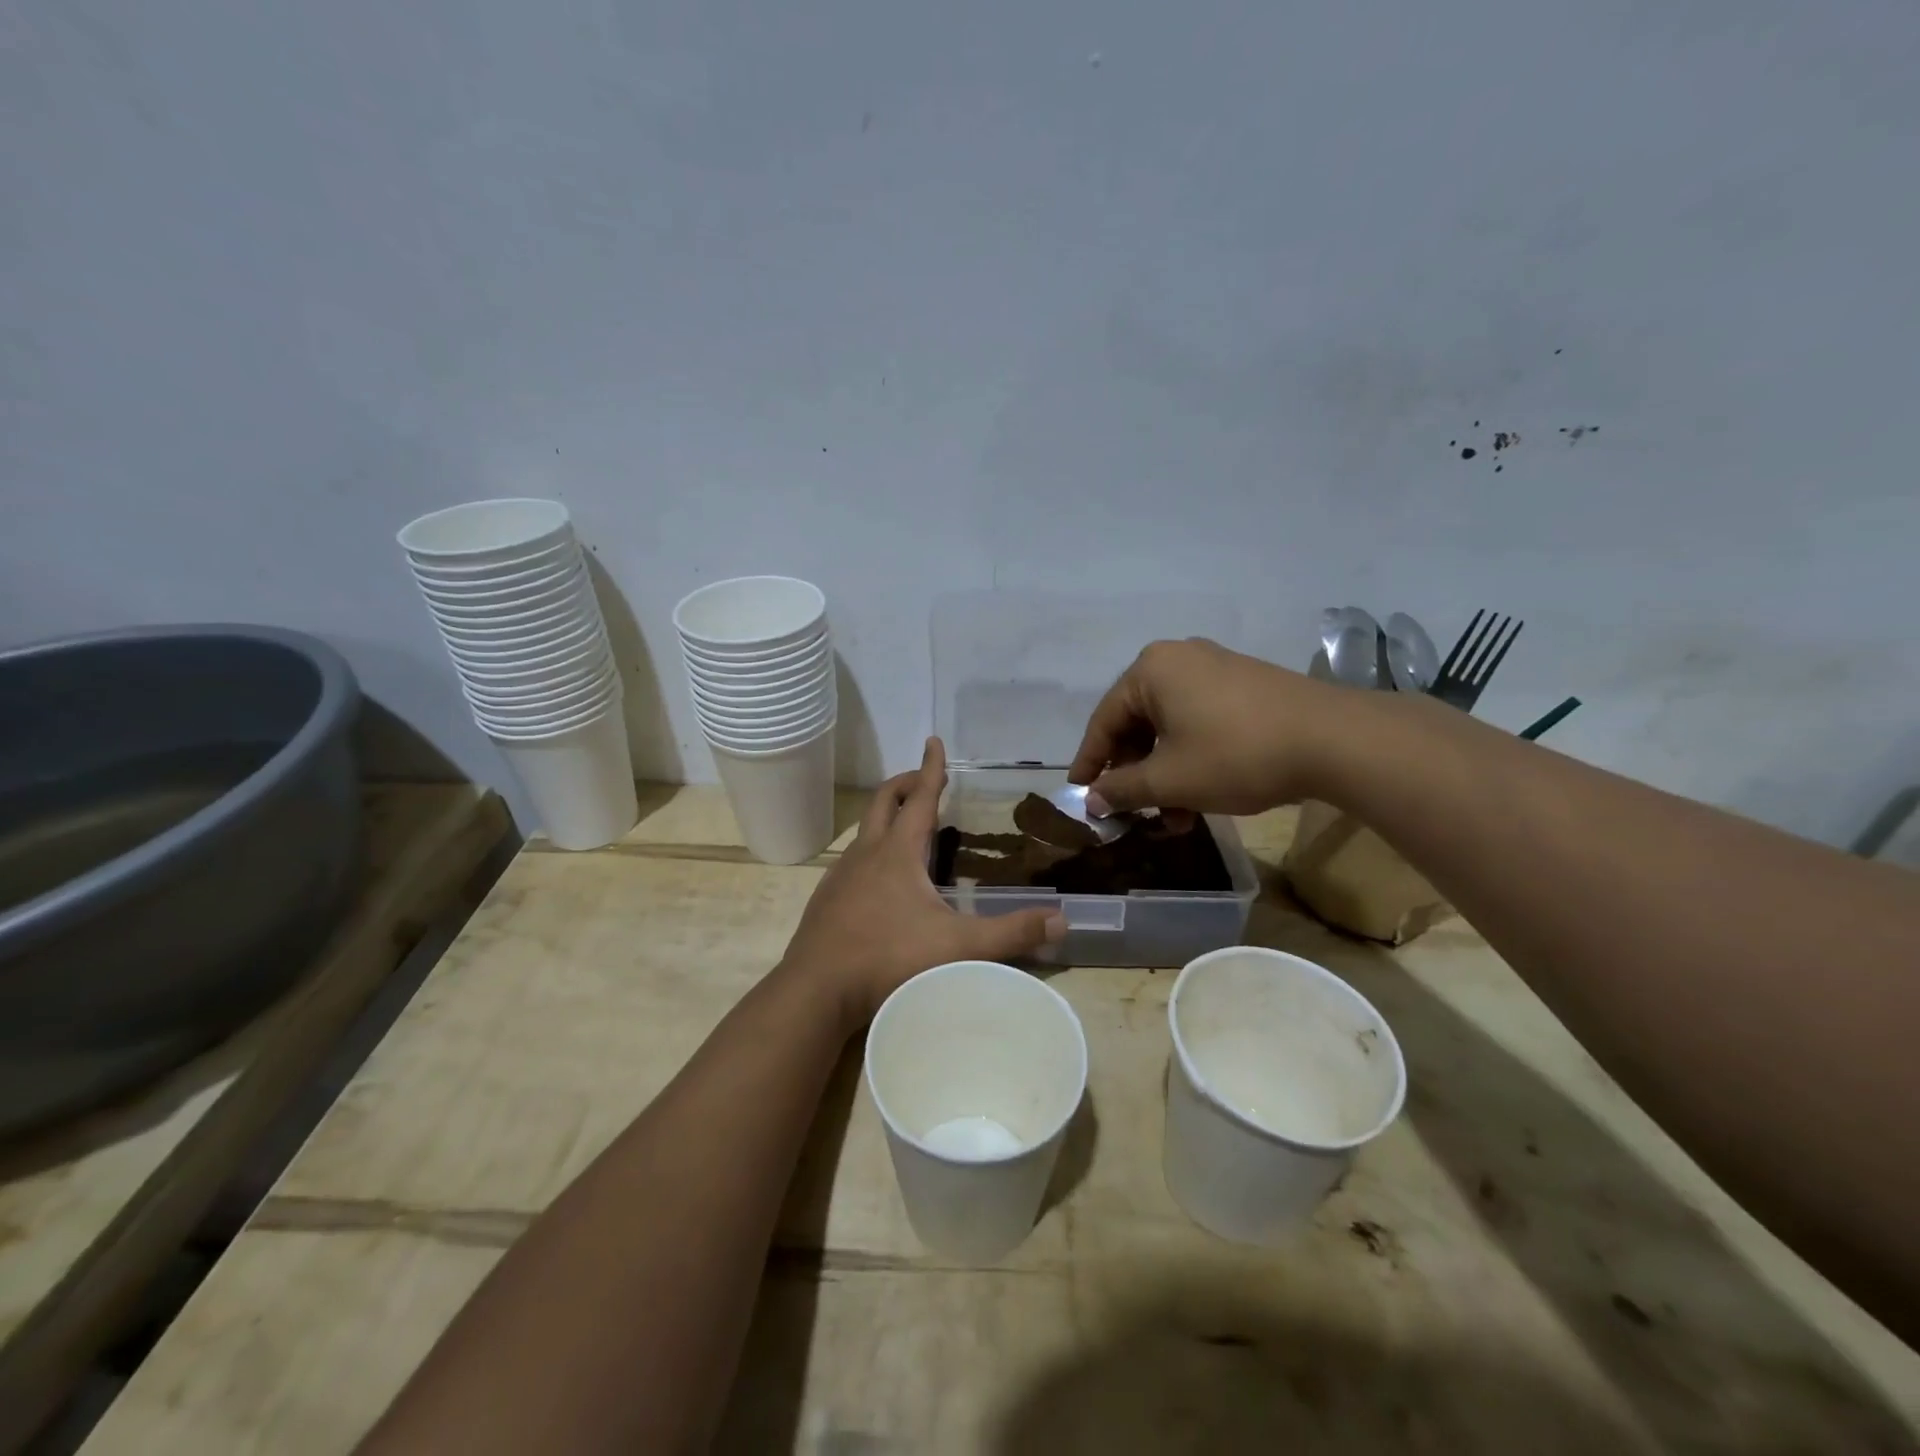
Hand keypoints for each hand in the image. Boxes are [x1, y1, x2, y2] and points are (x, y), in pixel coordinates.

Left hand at [780, 738, 1064, 1029]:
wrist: (817, 989)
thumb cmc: (889, 957)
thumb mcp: (959, 947)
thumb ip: (1011, 933)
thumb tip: (1061, 920)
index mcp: (898, 852)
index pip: (920, 797)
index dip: (931, 768)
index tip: (934, 741)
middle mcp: (866, 853)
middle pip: (883, 801)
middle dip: (904, 783)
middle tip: (923, 779)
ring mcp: (841, 875)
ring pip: (865, 831)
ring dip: (886, 817)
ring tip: (907, 829)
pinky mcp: (827, 899)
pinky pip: (852, 860)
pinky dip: (871, 852)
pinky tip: (880, 881)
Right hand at [1068, 638, 1357, 815]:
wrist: (1334, 741)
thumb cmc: (1235, 754)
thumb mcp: (1169, 779)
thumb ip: (1122, 789)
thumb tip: (1091, 800)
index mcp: (1151, 670)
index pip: (1104, 721)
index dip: (1089, 762)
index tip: (1079, 795)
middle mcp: (1179, 659)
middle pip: (1137, 723)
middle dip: (1135, 775)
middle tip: (1133, 813)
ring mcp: (1215, 669)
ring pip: (1170, 728)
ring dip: (1164, 775)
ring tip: (1175, 819)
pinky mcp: (1244, 685)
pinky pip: (1199, 722)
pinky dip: (1190, 759)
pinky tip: (1201, 796)